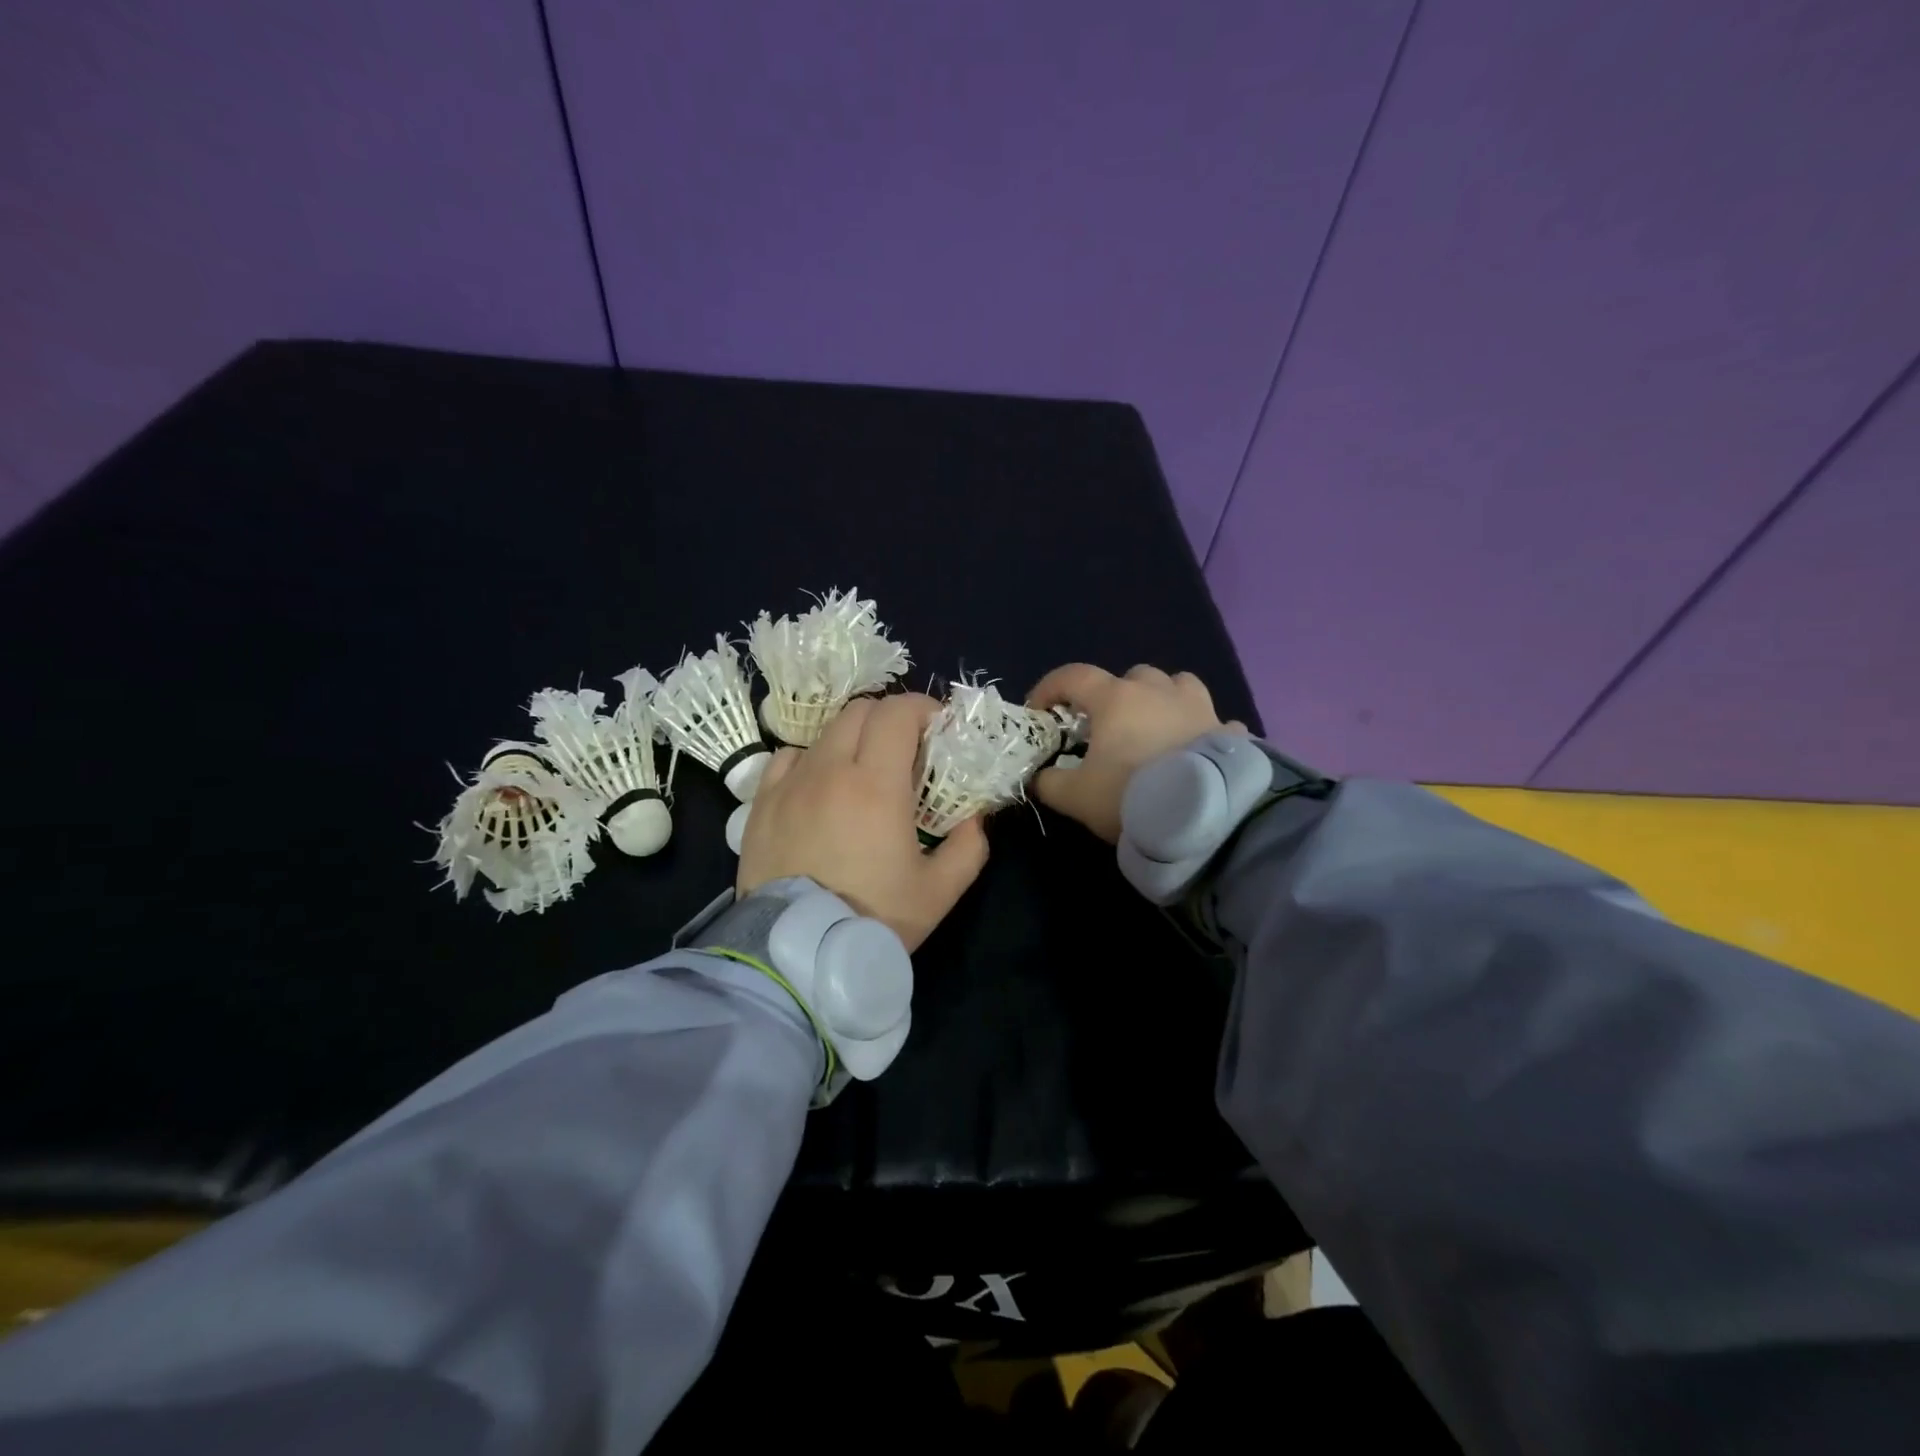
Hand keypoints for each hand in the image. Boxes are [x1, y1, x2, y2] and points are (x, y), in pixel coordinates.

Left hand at [737, 693, 989, 952]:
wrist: (795, 955)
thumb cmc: (872, 920)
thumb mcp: (938, 892)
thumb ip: (968, 848)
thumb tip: (975, 818)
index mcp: (876, 784)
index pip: (898, 712)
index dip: (923, 709)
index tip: (938, 730)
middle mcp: (830, 770)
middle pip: (860, 710)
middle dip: (890, 718)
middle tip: (906, 750)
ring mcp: (790, 783)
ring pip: (824, 731)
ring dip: (853, 738)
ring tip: (863, 771)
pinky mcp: (762, 802)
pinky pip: (788, 757)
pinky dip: (812, 759)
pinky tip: (820, 786)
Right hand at [1027, 664, 1243, 843]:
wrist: (1203, 816)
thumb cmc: (1129, 795)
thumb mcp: (1075, 797)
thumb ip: (1049, 783)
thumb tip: (1038, 777)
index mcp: (1116, 699)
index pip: (1073, 676)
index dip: (1050, 688)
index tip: (1039, 711)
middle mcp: (1158, 691)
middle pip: (1131, 676)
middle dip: (1114, 696)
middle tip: (1106, 728)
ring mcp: (1199, 707)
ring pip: (1178, 686)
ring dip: (1163, 700)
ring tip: (1156, 729)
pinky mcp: (1229, 732)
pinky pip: (1215, 721)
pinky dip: (1203, 730)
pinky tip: (1198, 751)